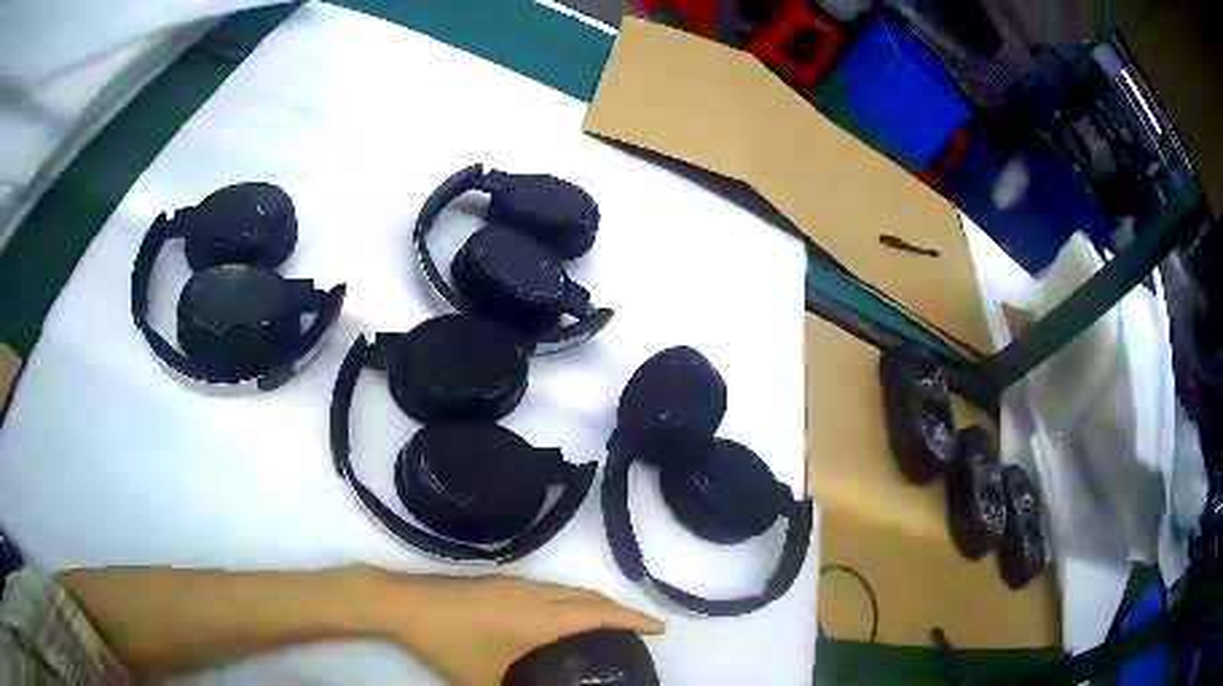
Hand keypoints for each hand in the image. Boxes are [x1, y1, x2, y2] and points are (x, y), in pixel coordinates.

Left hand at [366, 570, 663, 685]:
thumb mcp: (484, 680)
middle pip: (590, 596)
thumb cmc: (449, 642)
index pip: (600, 613)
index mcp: (540, 617)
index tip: (660, 629)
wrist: (405, 603)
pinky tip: (560, 618)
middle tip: (638, 631)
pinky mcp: (500, 581)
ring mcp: (516, 583)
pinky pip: (551, 588)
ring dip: (594, 602)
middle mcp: (535, 594)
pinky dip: (571, 599)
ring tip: (607, 625)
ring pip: (569, 589)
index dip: (634, 618)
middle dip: (620, 610)